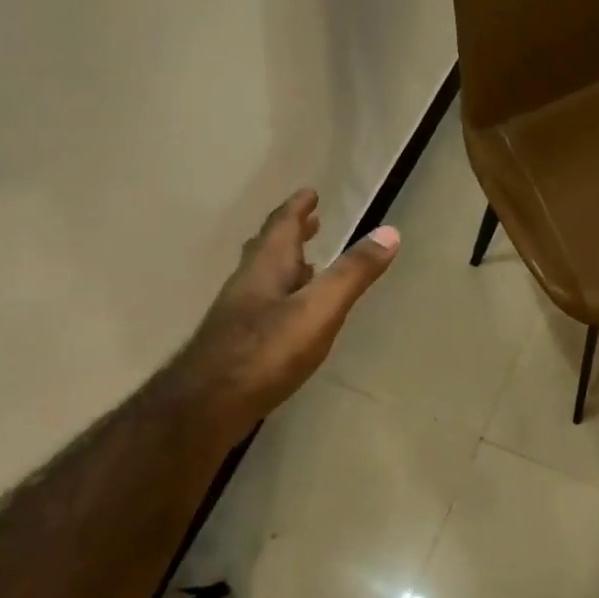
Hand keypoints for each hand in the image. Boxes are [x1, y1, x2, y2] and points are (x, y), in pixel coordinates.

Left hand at [181, 189, 398, 440]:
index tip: (310, 192)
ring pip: (264, 279)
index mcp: (267, 267)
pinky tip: (291, 317)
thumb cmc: (267, 351)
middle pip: (268, 249)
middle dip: (291, 233)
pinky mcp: (238, 344)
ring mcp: (239, 315)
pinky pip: (264, 307)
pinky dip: (282, 298)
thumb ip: (353, 273)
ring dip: (287, 266)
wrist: (208, 405)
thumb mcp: (320, 309)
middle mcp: (249, 284)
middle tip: (310, 222)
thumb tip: (390, 232)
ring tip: (307, 264)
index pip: (282, 226)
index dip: (297, 208)